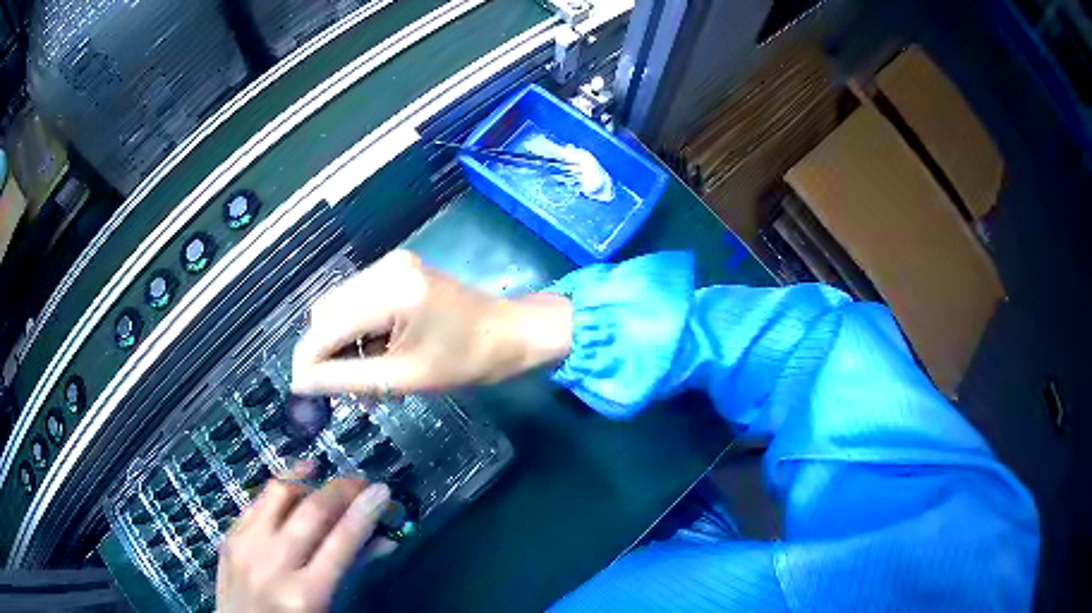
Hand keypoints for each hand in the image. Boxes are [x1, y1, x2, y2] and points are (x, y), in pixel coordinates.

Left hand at [217, 462, 390, 612]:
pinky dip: (278, 487)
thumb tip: (383, 541)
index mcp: (305, 595)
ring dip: (307, 481)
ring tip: (326, 480)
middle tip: (361, 482)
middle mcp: (273, 565)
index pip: (341, 542)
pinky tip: (294, 481)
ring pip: (278, 495)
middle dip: (341, 490)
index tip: (382, 490)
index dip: (364, 513)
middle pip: (311, 512)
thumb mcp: (328, 609)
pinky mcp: (229, 537)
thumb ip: (351, 574)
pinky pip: (256, 501)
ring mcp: (245, 546)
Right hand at [291, 250, 571, 395]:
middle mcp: (384, 267)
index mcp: (390, 291)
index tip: (301, 391)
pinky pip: (358, 300)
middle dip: (325, 351)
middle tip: (342, 388)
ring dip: (342, 342)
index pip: (326, 326)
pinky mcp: (396, 270)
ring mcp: (391, 265)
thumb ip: (346, 378)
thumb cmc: (466, 361)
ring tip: (368, 373)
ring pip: (340, 306)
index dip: (307, 360)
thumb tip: (300, 383)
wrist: (510, 333)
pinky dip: (359, 329)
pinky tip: (378, 352)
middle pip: (327, 312)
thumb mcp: (402, 377)